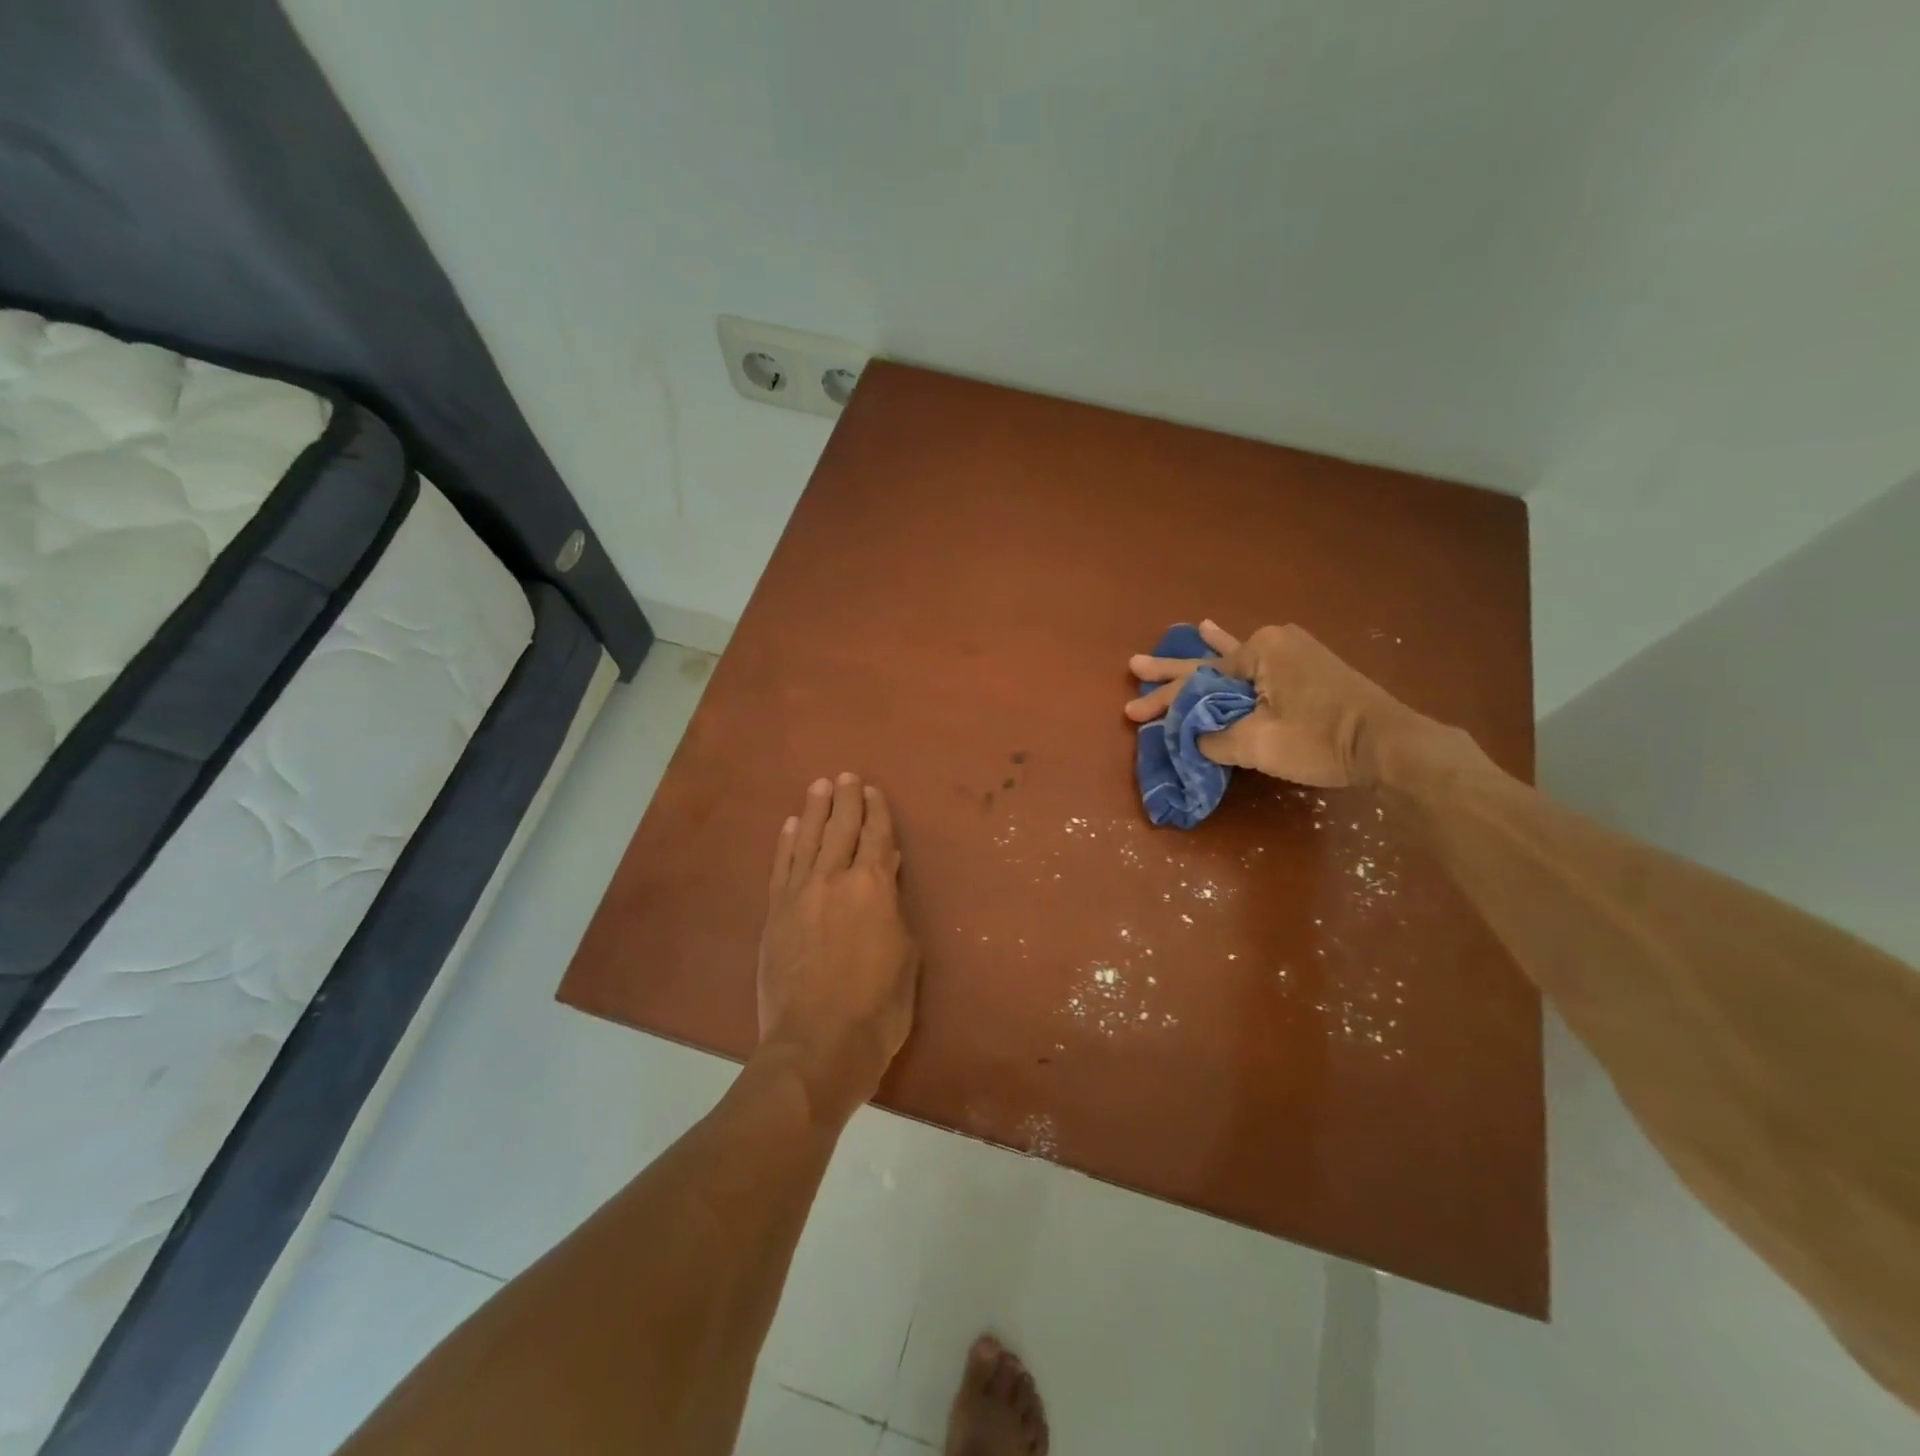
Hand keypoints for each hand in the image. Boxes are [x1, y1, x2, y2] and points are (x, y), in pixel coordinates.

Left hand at [757, 773, 919, 1121]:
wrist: (817, 1046)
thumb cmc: (878, 1008)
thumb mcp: (905, 956)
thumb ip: (895, 908)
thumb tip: (889, 870)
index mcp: (874, 888)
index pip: (877, 837)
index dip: (876, 811)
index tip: (872, 790)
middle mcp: (835, 880)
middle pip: (841, 829)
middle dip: (845, 800)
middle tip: (845, 776)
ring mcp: (800, 895)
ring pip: (807, 840)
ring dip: (814, 811)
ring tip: (818, 786)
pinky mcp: (775, 914)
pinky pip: (781, 867)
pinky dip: (786, 843)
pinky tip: (790, 825)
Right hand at [1124, 621, 1417, 787]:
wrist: (1389, 746)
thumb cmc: (1321, 740)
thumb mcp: (1258, 744)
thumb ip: (1214, 739)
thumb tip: (1192, 737)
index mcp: (1258, 653)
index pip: (1197, 684)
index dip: (1163, 702)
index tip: (1133, 714)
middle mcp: (1271, 643)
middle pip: (1209, 667)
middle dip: (1171, 676)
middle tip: (1134, 668)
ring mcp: (1290, 653)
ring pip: (1231, 661)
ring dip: (1199, 661)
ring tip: (1172, 637)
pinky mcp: (1303, 668)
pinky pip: (1256, 661)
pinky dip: (1233, 651)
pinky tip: (1212, 630)